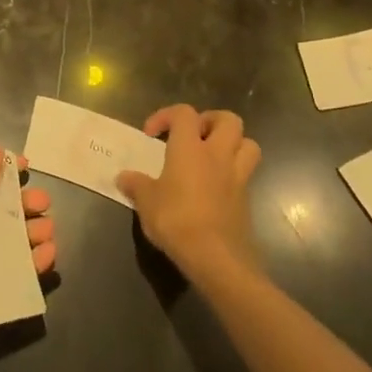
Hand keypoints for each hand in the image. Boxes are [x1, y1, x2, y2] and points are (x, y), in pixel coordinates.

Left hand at [0, 145, 55, 357]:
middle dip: (27, 204)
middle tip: (44, 204)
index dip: (6, 172)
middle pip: (5, 212)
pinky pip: (18, 272)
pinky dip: (36, 263)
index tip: (27, 165)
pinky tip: (49, 254)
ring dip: (35, 232)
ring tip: (48, 231)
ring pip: (15, 241)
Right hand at [117, 105, 261, 286]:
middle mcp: (217, 155)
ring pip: (248, 143)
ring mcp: (237, 176)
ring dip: (233, 143)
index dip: (166, 115)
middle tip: (193, 135)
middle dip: (211, 121)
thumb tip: (123, 177)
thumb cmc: (177, 220)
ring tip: (212, 155)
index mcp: (190, 148)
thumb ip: (136, 185)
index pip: (184, 113)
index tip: (151, 134)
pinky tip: (216, 187)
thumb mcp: (146, 203)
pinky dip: (234, 173)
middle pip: (228, 119)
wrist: (216, 258)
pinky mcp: (246, 199)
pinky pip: (246, 174)